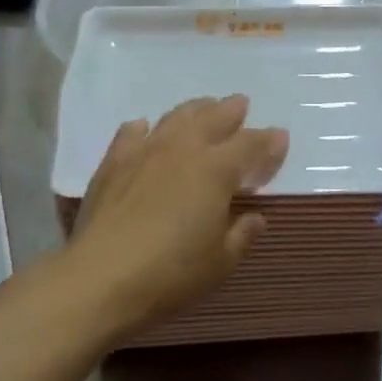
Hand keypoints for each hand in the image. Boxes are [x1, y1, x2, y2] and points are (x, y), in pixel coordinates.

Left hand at [64, 96, 288, 339]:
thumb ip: (242, 234)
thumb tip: (256, 217)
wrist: (101, 276)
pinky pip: (133, 132)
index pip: (250, 144)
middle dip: (231, 110)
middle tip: (240, 104)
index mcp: (216, 170)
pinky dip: (145, 127)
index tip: (280, 137)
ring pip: (176, 116)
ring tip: (203, 107)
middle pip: (213, 117)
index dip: (268, 140)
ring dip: (195, 109)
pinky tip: (146, 129)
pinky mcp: (114, 161)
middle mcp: (184, 148)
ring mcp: (146, 150)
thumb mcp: (220, 262)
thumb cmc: (171, 273)